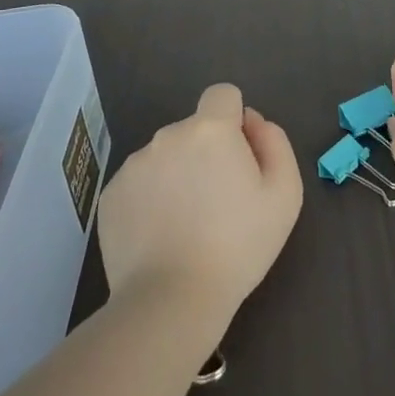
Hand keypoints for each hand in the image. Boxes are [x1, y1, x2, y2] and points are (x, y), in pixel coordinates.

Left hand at [97, 84, 302, 325]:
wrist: (172, 300)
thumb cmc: (238, 245)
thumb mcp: (284, 194)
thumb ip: (274, 142)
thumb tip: (252, 122)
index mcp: (210, 129)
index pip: (223, 95)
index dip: (235, 120)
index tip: (239, 157)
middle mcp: (167, 136)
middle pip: (194, 129)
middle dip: (207, 153)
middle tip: (219, 202)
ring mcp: (133, 165)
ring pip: (165, 156)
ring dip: (178, 175)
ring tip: (187, 225)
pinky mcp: (110, 196)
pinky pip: (140, 184)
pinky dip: (151, 200)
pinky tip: (161, 237)